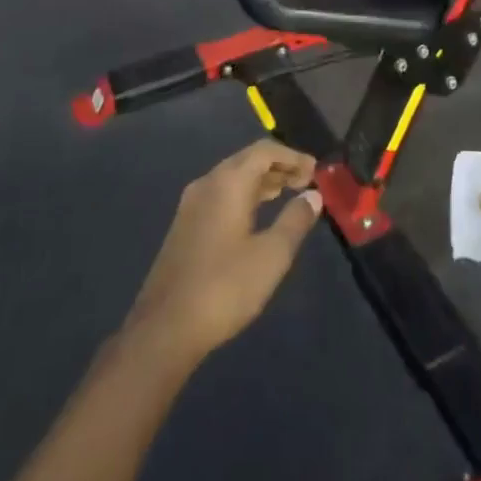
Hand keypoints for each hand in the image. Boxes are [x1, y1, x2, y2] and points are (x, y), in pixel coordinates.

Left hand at [126, 140, 323, 364]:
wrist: (165, 329)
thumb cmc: (224, 287)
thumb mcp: (271, 255)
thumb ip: (295, 220)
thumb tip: (313, 195)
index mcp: (228, 182)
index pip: (265, 151)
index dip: (293, 156)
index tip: (315, 171)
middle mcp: (207, 183)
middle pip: (247, 160)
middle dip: (278, 166)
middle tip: (305, 181)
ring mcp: (191, 204)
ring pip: (232, 177)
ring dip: (261, 180)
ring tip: (287, 193)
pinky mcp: (184, 225)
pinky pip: (220, 194)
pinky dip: (244, 194)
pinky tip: (256, 216)